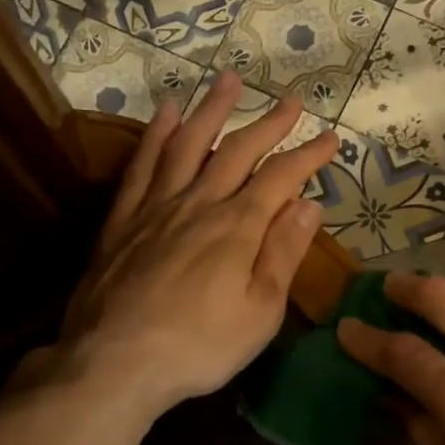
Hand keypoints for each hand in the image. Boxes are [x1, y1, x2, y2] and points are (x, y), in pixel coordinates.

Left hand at [55, 74, 337, 420]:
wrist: (113, 364)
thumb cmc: (199, 347)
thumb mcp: (260, 311)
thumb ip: (284, 253)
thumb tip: (309, 204)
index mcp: (237, 227)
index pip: (281, 177)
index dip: (308, 155)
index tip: (331, 139)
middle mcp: (198, 203)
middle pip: (237, 151)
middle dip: (268, 123)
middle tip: (289, 100)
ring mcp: (156, 207)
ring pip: (187, 144)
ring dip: (211, 110)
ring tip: (227, 80)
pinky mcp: (122, 220)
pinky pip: (142, 166)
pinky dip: (155, 135)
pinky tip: (165, 115)